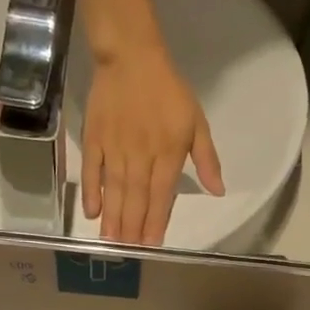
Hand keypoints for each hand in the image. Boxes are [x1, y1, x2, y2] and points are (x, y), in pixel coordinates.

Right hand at [82, 43, 224, 245]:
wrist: (131, 57)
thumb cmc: (168, 91)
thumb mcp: (196, 122)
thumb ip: (206, 159)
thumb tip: (218, 191)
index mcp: (167, 153)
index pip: (161, 195)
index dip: (156, 221)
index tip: (152, 245)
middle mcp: (140, 156)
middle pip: (136, 198)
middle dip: (132, 228)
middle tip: (128, 252)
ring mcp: (114, 148)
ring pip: (114, 190)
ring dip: (113, 218)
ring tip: (111, 242)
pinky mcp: (94, 139)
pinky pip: (92, 170)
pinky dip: (91, 192)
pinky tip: (91, 213)